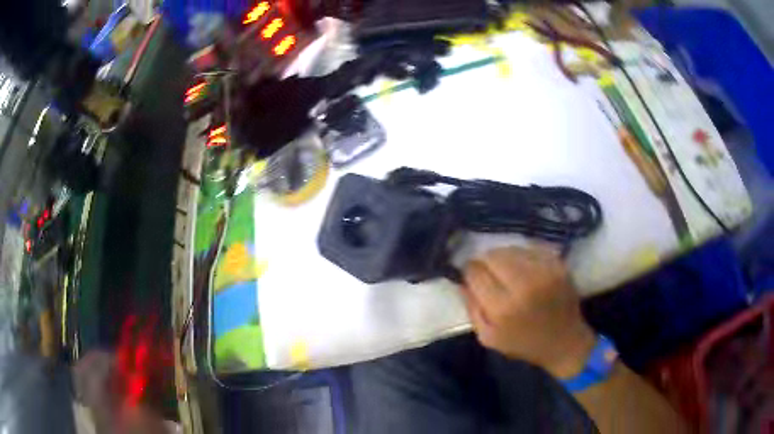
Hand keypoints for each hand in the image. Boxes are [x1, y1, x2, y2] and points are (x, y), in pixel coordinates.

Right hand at [460, 246, 595, 378]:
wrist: (565, 343)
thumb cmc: (524, 344)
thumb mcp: (488, 338)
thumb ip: (472, 308)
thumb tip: (462, 281)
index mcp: (502, 308)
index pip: (475, 272)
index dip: (469, 271)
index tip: (471, 275)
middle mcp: (524, 285)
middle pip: (493, 256)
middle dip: (485, 261)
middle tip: (488, 271)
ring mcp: (544, 272)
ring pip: (512, 249)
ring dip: (504, 257)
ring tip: (507, 270)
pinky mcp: (558, 265)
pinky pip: (532, 249)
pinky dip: (523, 255)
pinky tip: (524, 268)